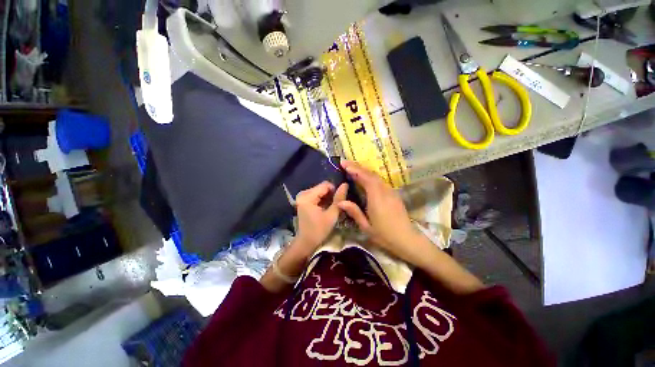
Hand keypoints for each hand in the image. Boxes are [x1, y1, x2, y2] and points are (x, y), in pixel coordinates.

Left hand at [293, 181, 348, 256]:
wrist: (306, 242)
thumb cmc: (319, 230)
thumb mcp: (331, 215)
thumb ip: (339, 199)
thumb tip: (345, 184)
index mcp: (307, 197)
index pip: (325, 185)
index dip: (335, 190)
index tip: (341, 200)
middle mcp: (303, 194)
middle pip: (322, 187)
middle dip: (331, 194)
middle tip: (337, 204)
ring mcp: (302, 197)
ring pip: (320, 191)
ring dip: (327, 197)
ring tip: (333, 206)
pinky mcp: (303, 200)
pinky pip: (316, 195)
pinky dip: (323, 199)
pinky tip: (327, 207)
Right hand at [337, 161, 432, 266]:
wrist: (407, 239)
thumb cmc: (385, 235)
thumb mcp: (366, 226)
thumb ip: (354, 212)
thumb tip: (340, 202)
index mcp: (377, 198)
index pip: (365, 178)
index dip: (355, 169)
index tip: (344, 164)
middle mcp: (384, 191)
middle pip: (371, 174)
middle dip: (357, 167)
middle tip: (345, 163)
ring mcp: (390, 191)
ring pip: (376, 176)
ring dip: (364, 171)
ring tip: (352, 169)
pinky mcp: (393, 194)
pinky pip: (380, 181)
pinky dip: (370, 176)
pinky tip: (364, 178)